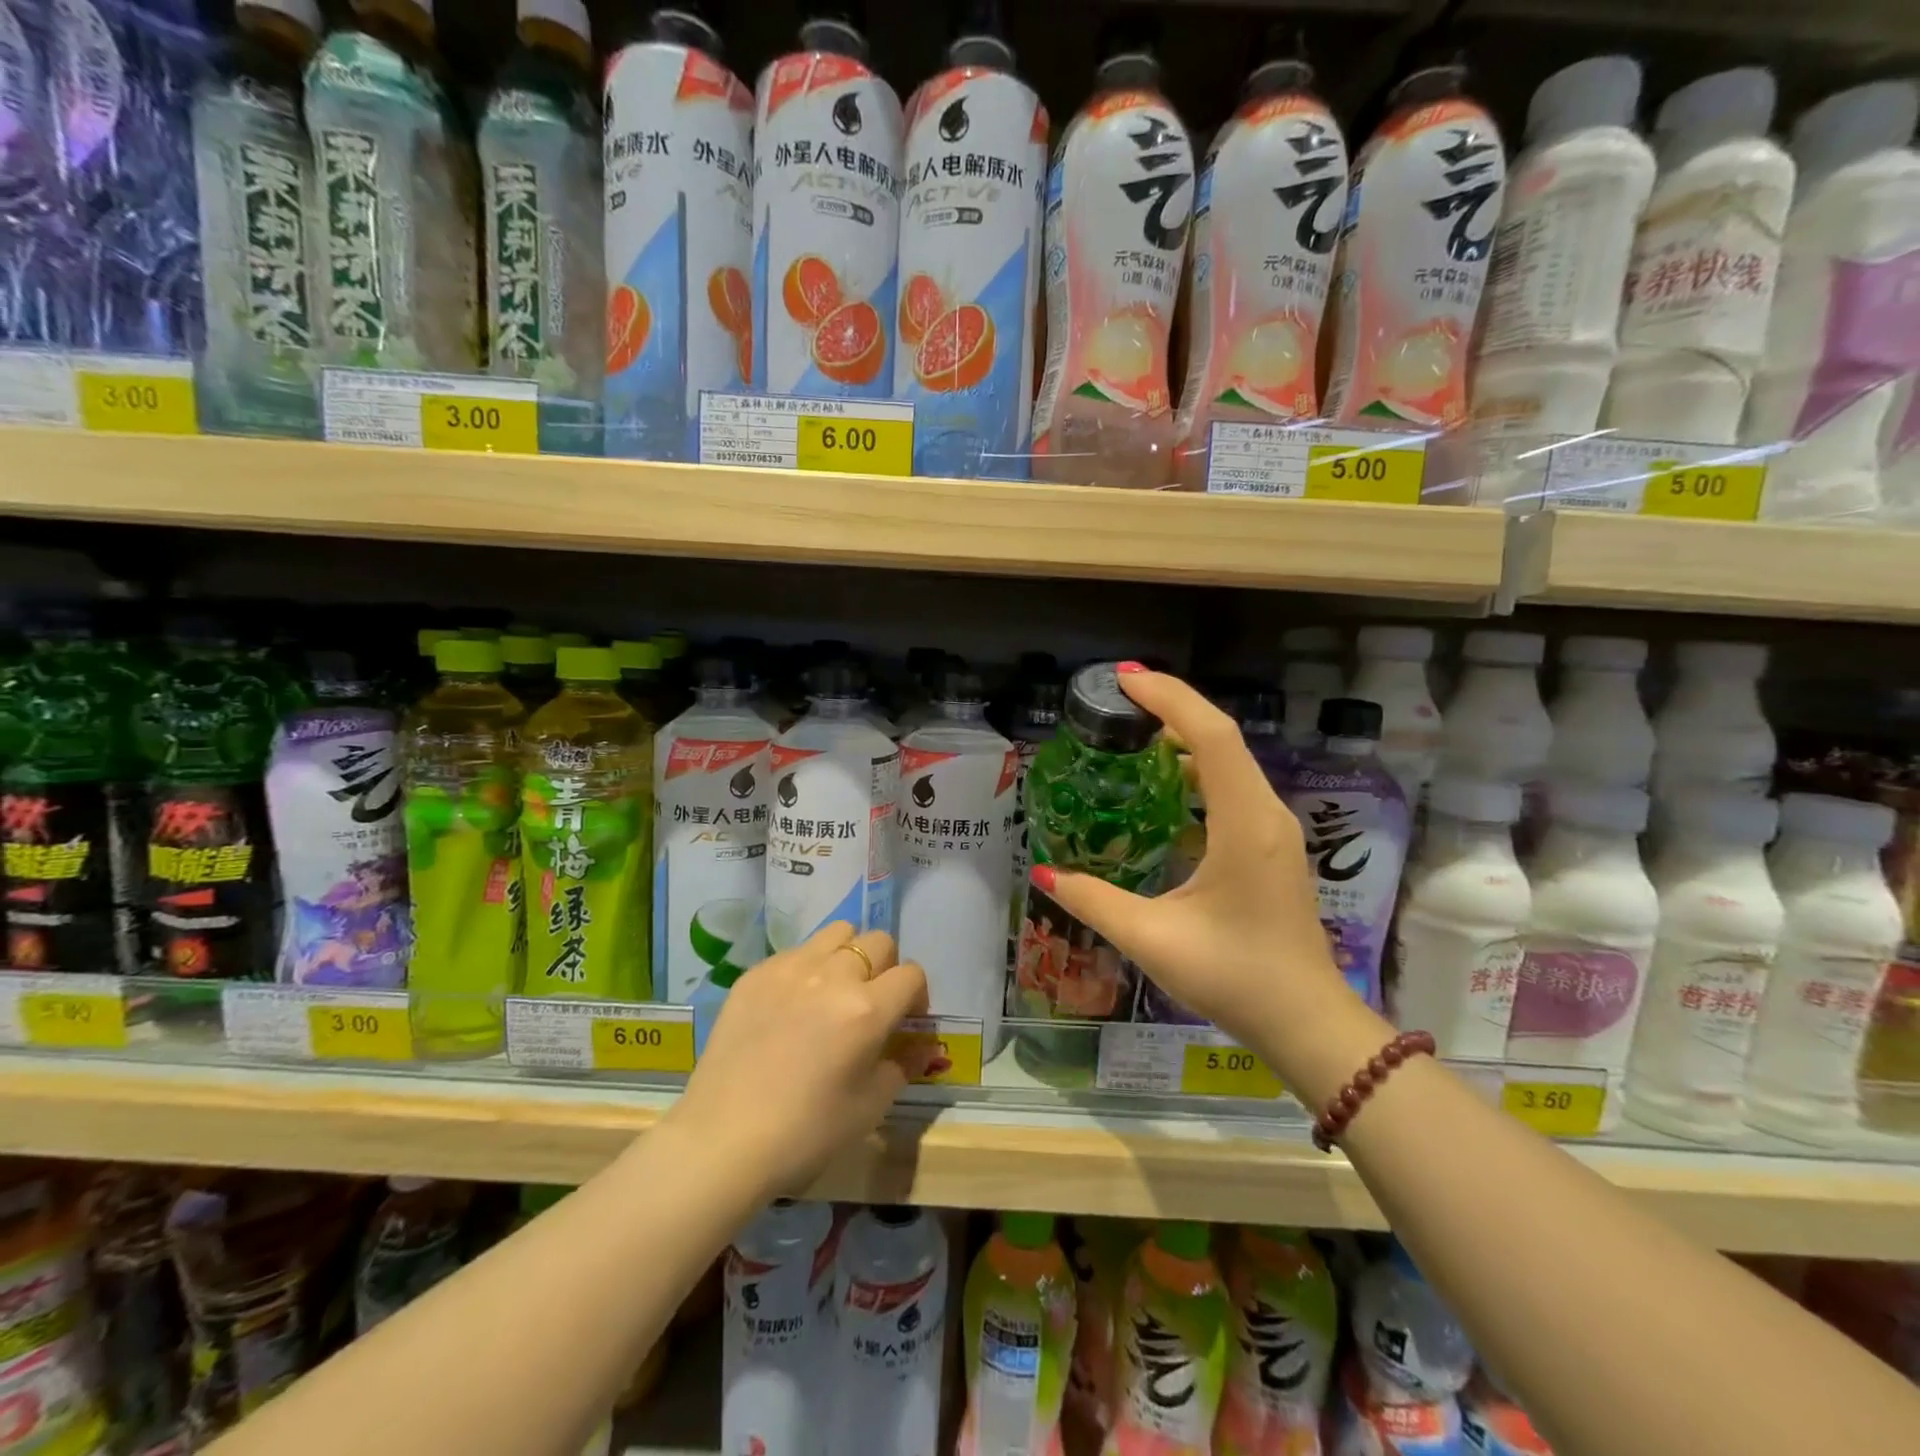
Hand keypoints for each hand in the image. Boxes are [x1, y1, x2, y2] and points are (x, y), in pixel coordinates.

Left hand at [671, 922, 934, 1197]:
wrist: (722, 1141)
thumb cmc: (806, 1133)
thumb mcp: (870, 1106)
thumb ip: (903, 1064)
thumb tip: (922, 1044)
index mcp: (867, 1009)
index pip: (912, 974)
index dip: (917, 996)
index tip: (906, 1020)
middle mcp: (833, 975)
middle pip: (878, 942)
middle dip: (886, 968)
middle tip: (872, 1002)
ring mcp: (790, 968)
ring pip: (838, 933)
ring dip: (848, 955)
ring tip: (835, 990)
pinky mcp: (756, 973)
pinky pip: (796, 951)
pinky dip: (807, 968)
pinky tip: (792, 1005)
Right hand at [1032, 667, 1355, 1058]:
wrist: (1306, 1021)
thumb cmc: (1234, 976)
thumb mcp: (1152, 939)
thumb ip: (1095, 901)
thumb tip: (1044, 873)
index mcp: (1244, 823)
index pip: (1211, 736)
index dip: (1169, 699)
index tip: (1124, 679)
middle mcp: (1266, 813)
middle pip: (1222, 737)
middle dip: (1171, 707)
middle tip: (1118, 698)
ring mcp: (1274, 829)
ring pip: (1230, 761)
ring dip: (1186, 736)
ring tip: (1135, 730)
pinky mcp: (1271, 846)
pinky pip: (1233, 786)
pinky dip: (1198, 768)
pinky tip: (1166, 784)